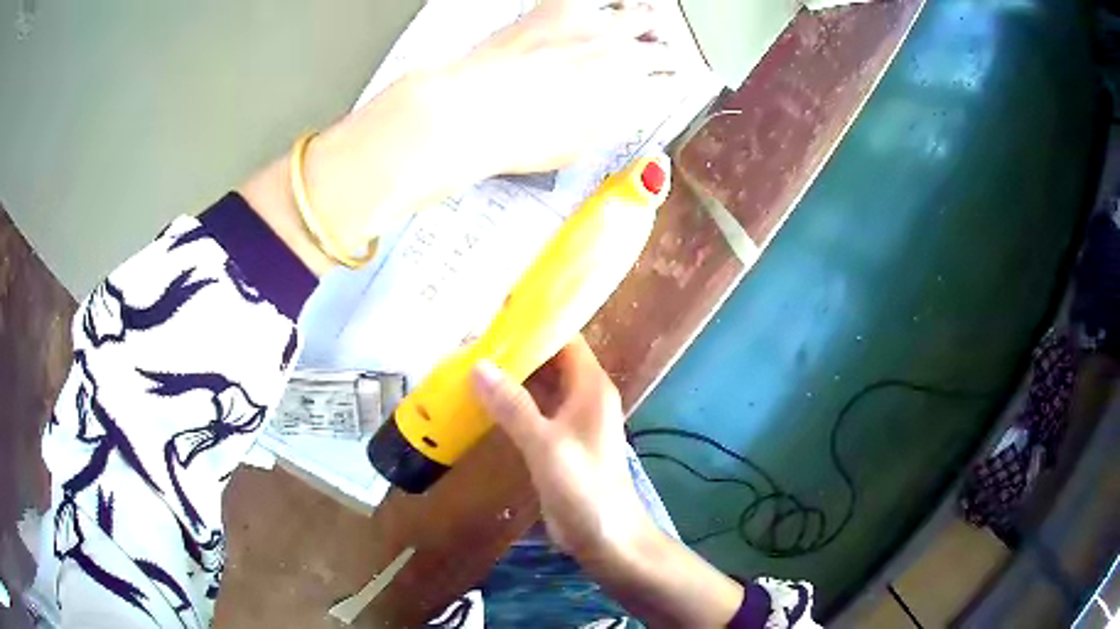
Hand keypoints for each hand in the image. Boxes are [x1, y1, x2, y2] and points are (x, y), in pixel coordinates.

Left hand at [443, 0, 679, 176]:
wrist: (473, 112)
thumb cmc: (520, 137)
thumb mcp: (577, 145)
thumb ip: (607, 118)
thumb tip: (616, 107)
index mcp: (627, 90)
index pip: (664, 78)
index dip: (668, 79)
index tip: (666, 78)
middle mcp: (617, 53)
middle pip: (658, 43)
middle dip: (661, 48)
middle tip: (656, 49)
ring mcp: (588, 27)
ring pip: (637, 12)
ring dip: (643, 19)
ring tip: (639, 20)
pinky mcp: (555, 10)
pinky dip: (600, 4)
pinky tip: (597, 8)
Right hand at [472, 337, 745, 627]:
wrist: (606, 536)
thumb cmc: (584, 488)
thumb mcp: (546, 445)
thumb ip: (513, 405)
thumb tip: (478, 365)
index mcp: (590, 386)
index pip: (565, 338)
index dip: (535, 323)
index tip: (495, 314)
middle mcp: (582, 396)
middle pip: (550, 359)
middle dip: (515, 349)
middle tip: (470, 338)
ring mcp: (570, 420)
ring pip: (539, 385)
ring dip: (510, 375)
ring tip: (468, 361)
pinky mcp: (557, 442)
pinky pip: (532, 411)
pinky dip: (510, 402)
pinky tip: (481, 400)